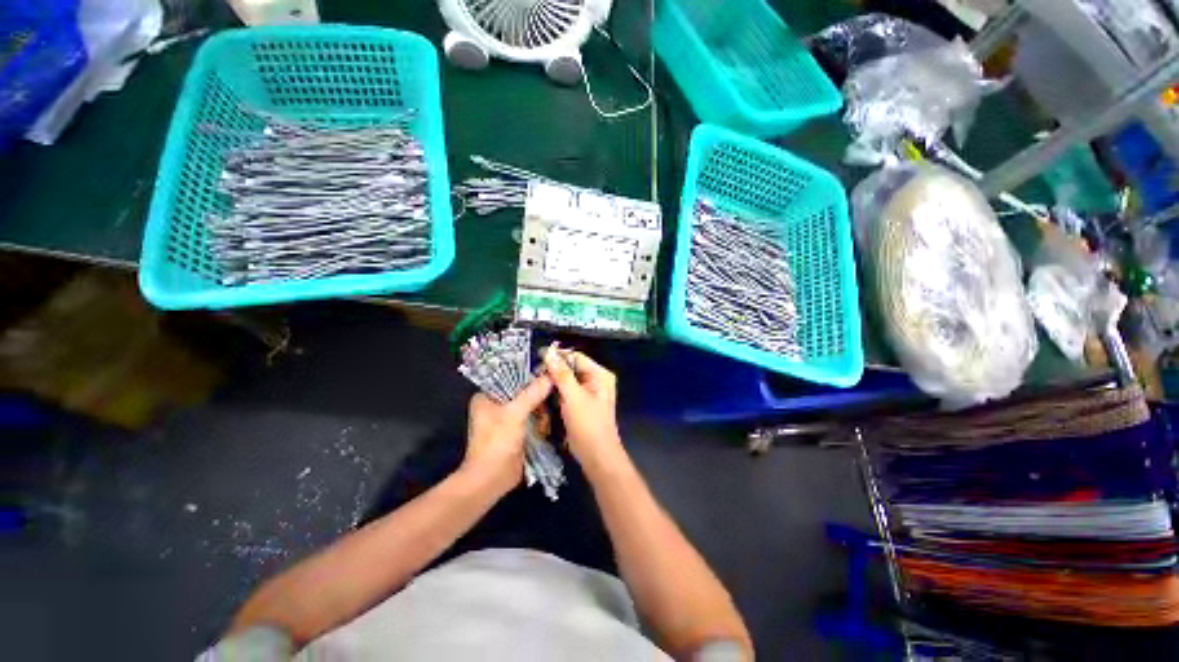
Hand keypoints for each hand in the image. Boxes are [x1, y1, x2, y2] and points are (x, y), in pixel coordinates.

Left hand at [462, 376, 552, 494]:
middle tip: (548, 399)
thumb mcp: (514, 414)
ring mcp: (507, 419)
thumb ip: (532, 394)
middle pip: (523, 391)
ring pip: (531, 405)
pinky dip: (540, 421)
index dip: (528, 375)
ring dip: (540, 412)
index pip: (510, 376)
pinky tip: (545, 427)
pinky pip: (533, 418)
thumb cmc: (496, 442)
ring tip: (544, 420)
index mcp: (487, 396)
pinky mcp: (517, 431)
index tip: (547, 374)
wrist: (491, 480)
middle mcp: (496, 405)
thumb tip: (550, 376)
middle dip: (537, 397)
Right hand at [542, 347, 627, 473]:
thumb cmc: (588, 425)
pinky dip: (555, 393)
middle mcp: (595, 380)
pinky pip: (566, 392)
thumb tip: (549, 352)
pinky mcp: (580, 404)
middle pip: (571, 368)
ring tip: (535, 384)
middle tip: (534, 375)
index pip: (576, 357)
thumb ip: (561, 374)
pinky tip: (542, 395)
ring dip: (552, 382)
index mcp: (600, 374)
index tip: (537, 358)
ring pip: (566, 380)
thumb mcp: (574, 397)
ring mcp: (588, 393)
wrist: (596, 456)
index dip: (557, 356)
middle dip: (553, 371)